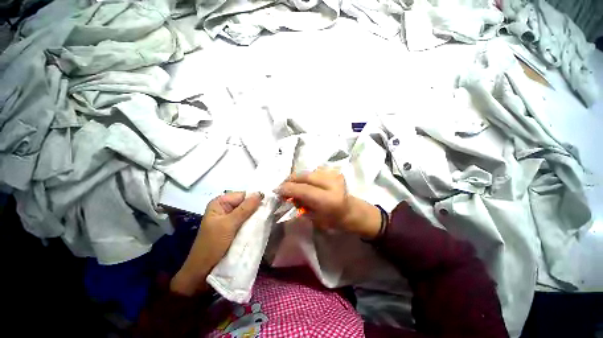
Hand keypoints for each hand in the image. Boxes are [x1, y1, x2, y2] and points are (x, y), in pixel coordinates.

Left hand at [171, 192, 263, 295]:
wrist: (203, 271)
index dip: (256, 198)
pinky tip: (263, 223)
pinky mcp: (235, 228)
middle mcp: (226, 208)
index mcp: (220, 203)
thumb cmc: (213, 245)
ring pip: (249, 212)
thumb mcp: (229, 224)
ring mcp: (231, 218)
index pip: (243, 195)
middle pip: (246, 203)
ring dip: (257, 215)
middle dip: (258, 207)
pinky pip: (247, 221)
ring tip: (270, 217)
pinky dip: (255, 222)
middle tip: (272, 211)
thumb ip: (245, 208)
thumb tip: (260, 193)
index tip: (270, 203)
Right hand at [276, 167, 381, 238]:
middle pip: (305, 176)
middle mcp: (333, 184)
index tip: (276, 190)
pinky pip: (314, 171)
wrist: (351, 210)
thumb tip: (287, 194)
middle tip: (282, 186)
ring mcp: (335, 175)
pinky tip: (304, 183)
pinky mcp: (334, 171)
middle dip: (290, 180)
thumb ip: (300, 204)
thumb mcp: (314, 218)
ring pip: (308, 172)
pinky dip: (306, 176)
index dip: (288, 188)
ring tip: (292, 185)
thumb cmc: (333, 221)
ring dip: (297, 178)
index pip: (303, 189)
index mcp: (329, 200)